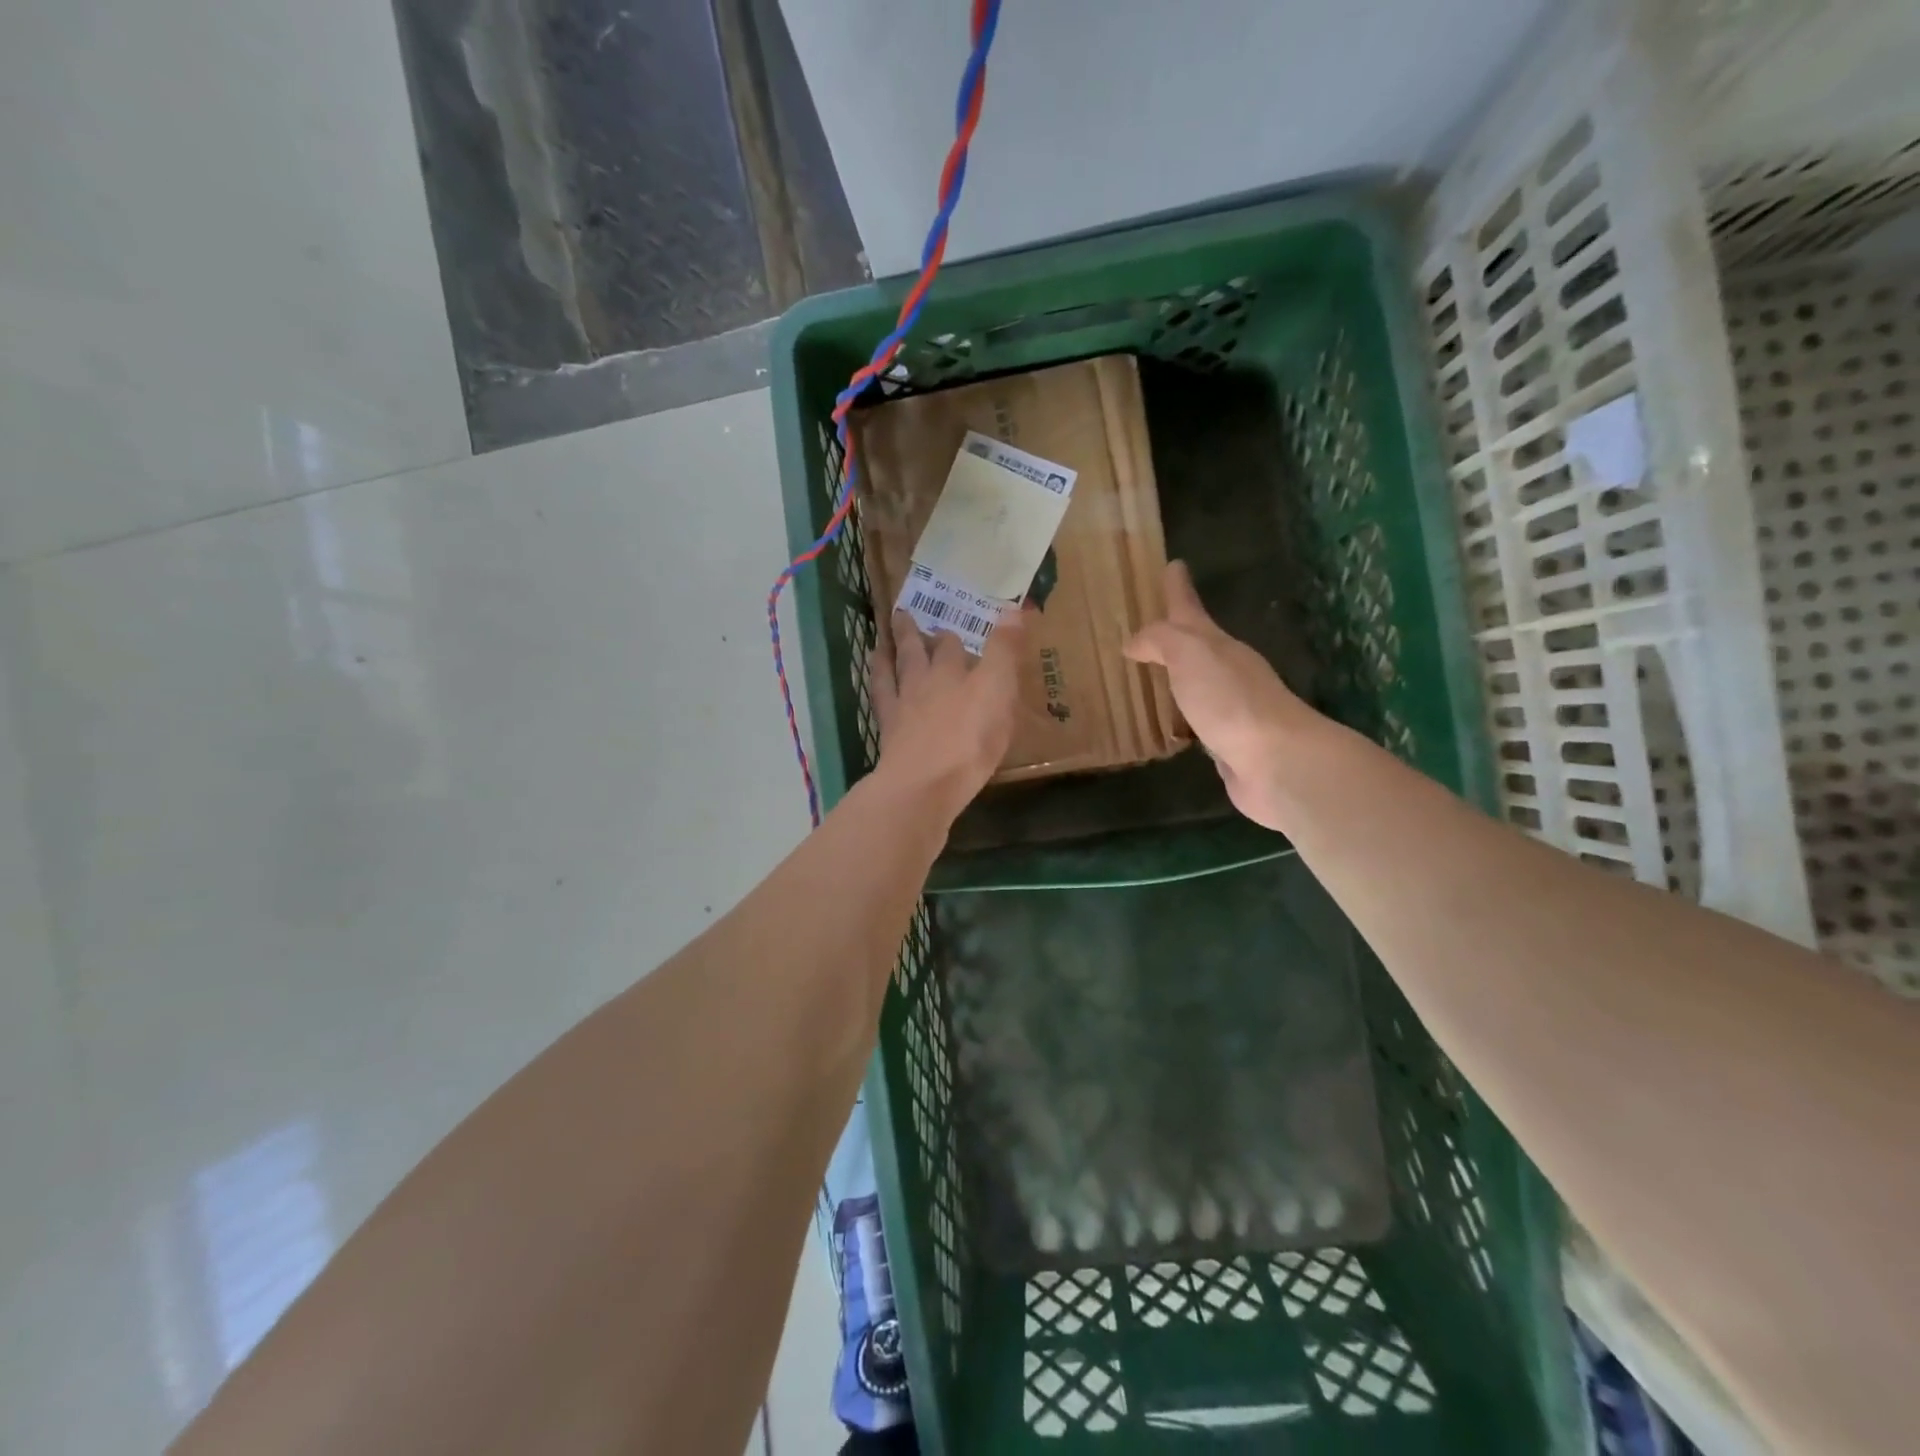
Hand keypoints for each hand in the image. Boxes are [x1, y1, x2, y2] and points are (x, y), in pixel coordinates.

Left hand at [870, 610, 1026, 819]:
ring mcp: (901, 708)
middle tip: (904, 616)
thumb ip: (1004, 652)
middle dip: (912, 634)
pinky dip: (876, 683)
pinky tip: (875, 681)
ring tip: (881, 641)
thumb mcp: (998, 692)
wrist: (924, 784)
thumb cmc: (970, 740)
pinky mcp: (889, 734)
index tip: (951, 626)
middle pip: (916, 653)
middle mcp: (924, 683)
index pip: (952, 646)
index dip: (952, 634)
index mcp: (954, 673)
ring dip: (887, 653)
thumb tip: (1012, 608)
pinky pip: (880, 700)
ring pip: (892, 671)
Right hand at [1124, 561, 1317, 830]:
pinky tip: (1172, 724)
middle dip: (1174, 636)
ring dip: (1178, 678)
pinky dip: (1183, 718)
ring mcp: (1229, 708)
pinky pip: (1197, 722)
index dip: (1178, 589)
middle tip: (1146, 633)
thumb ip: (1161, 641)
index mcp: (1218, 645)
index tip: (1173, 565)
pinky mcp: (1226, 744)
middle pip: (1196, 646)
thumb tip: (1134, 643)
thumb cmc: (1230, 700)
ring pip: (1196, 685)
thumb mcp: (1190, 654)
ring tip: (1152, 677)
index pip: (1190, 609)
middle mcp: (1227, 671)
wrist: (1276, 761)